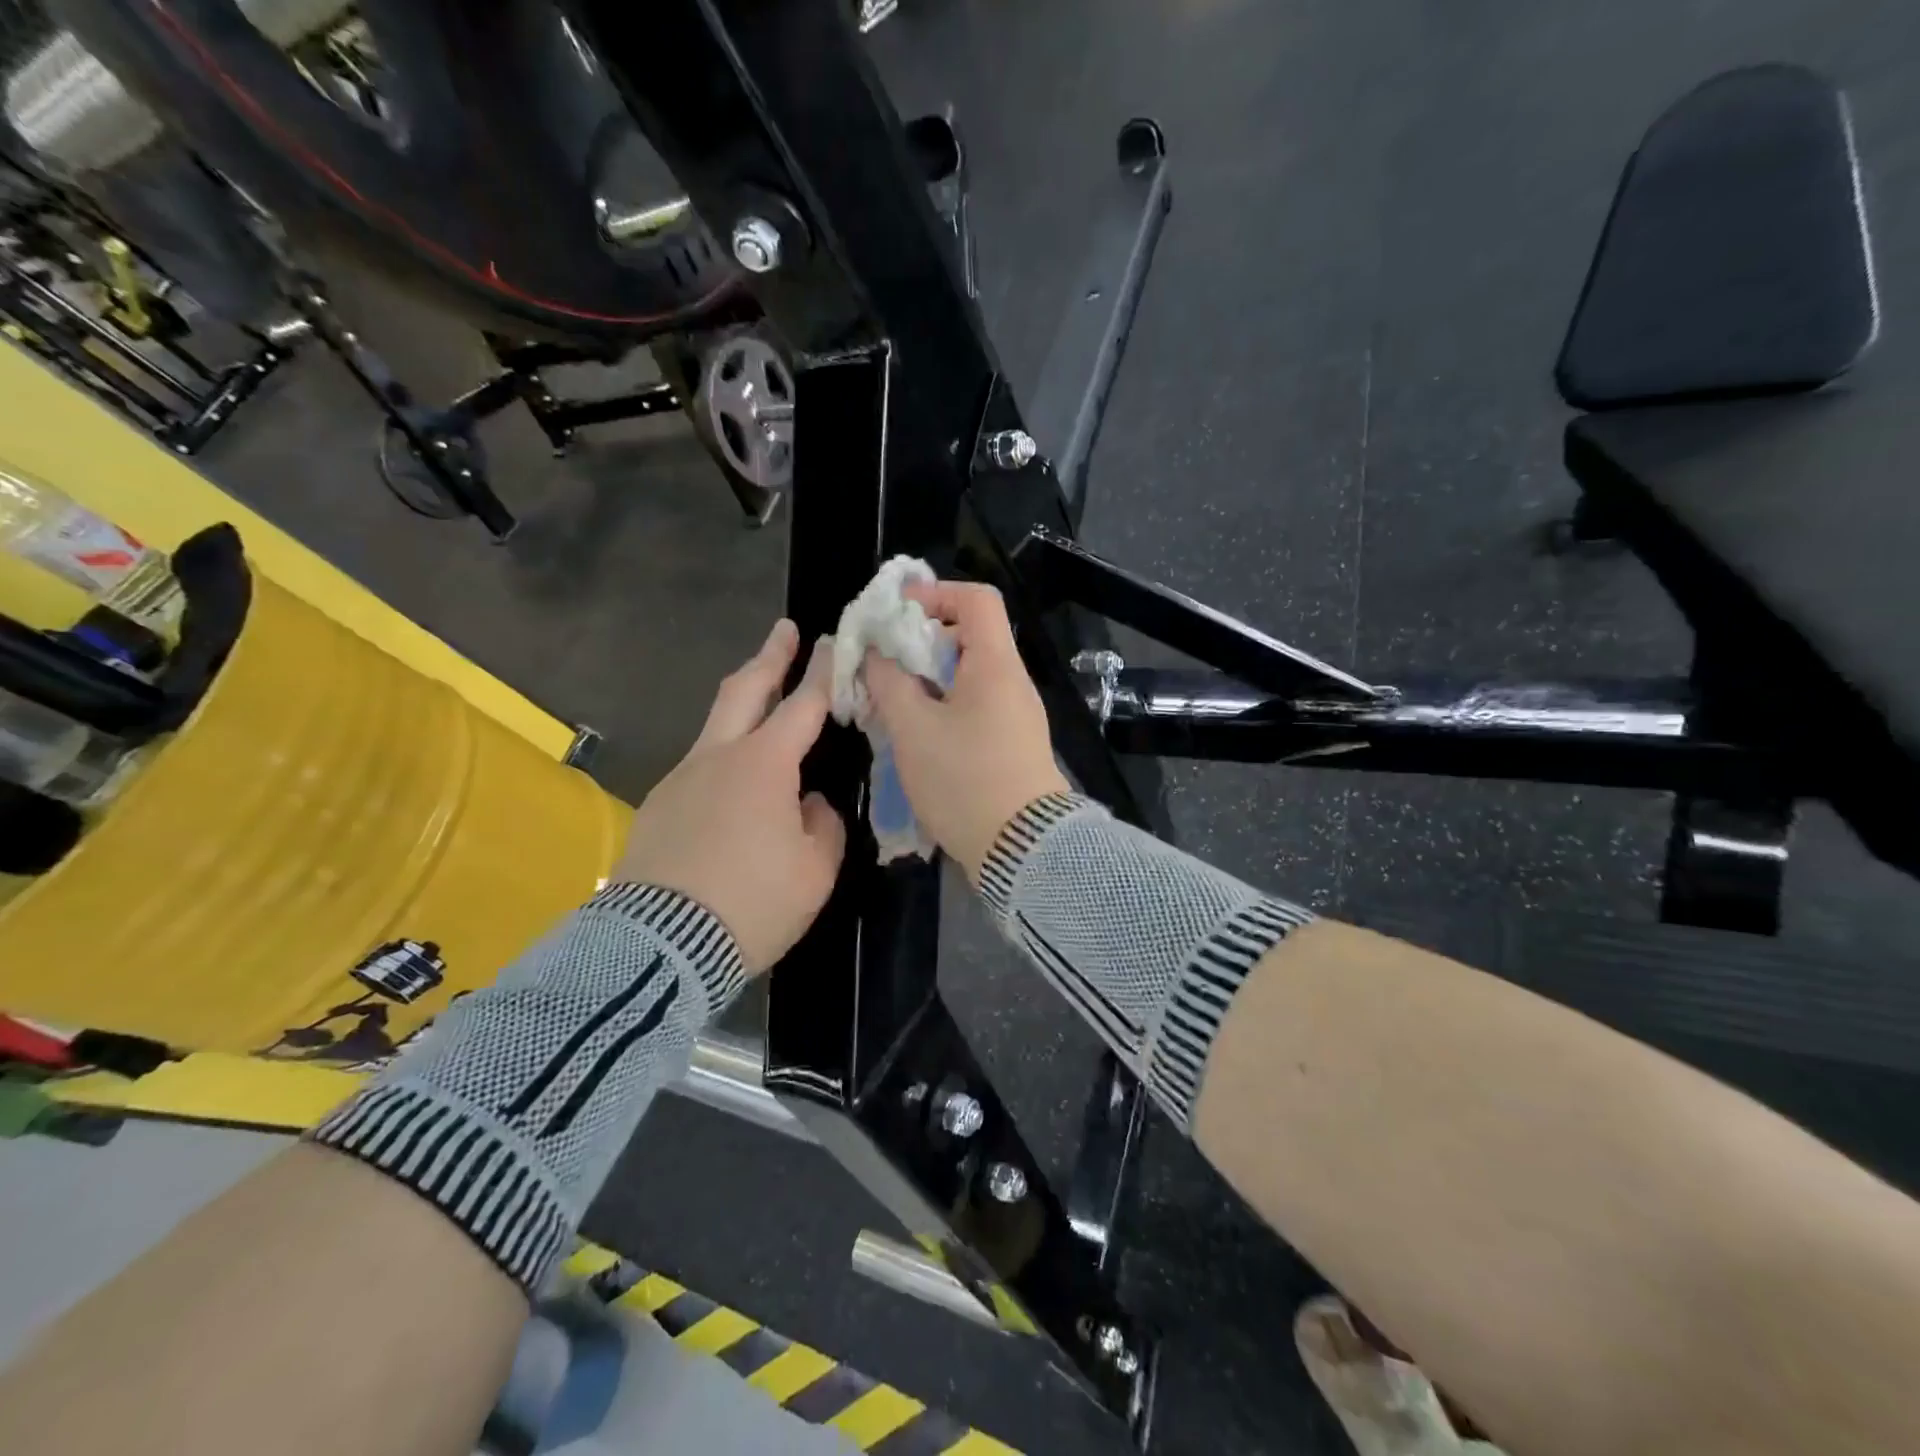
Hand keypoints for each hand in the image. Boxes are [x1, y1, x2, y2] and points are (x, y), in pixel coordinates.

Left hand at [615, 619, 846, 972]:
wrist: (661, 946)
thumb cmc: (754, 903)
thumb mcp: (816, 869)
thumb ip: (822, 824)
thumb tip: (807, 804)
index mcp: (764, 765)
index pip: (803, 705)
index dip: (822, 672)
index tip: (831, 642)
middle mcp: (719, 757)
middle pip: (745, 690)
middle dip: (769, 657)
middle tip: (784, 631)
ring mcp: (682, 778)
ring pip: (716, 724)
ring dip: (744, 703)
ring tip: (765, 702)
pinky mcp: (659, 806)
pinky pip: (700, 766)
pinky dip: (725, 755)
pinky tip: (736, 783)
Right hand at [864, 581, 1068, 881]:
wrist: (1023, 849)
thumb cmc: (965, 780)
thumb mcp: (913, 729)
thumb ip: (889, 682)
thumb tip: (877, 652)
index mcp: (995, 665)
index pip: (977, 599)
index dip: (936, 593)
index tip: (896, 613)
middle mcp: (1013, 681)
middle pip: (969, 637)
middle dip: (921, 642)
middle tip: (883, 665)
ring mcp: (1017, 714)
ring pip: (969, 675)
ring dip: (928, 679)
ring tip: (892, 701)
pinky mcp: (1013, 743)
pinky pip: (976, 706)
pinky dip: (944, 705)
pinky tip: (917, 732)